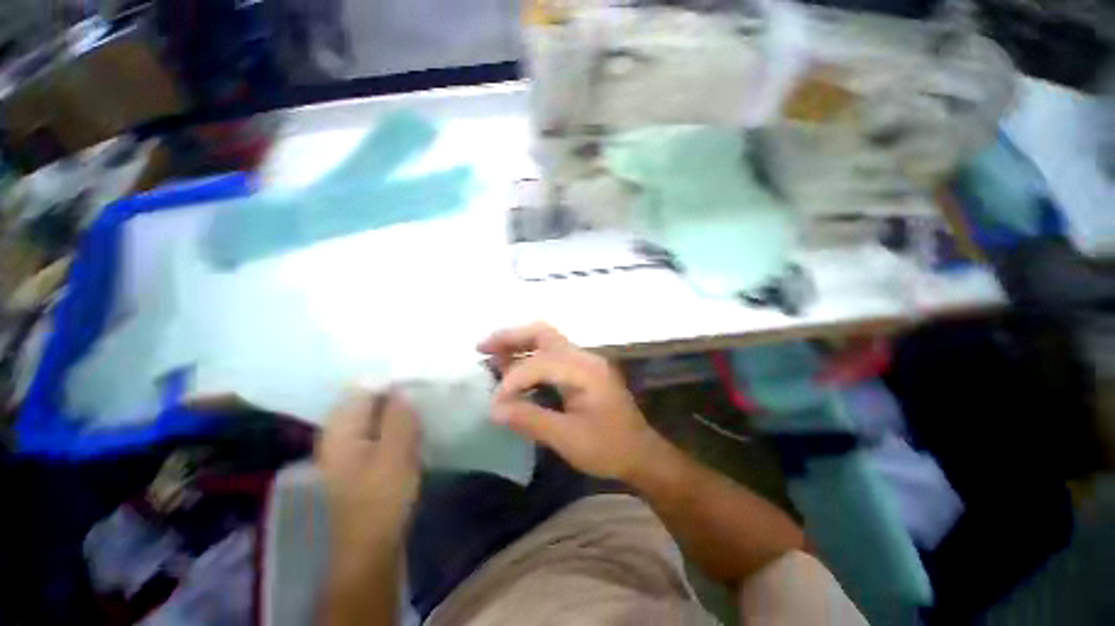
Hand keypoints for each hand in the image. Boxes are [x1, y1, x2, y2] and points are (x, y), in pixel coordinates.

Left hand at [315, 389, 421, 545]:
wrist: (372, 546)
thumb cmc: (382, 499)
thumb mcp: (396, 453)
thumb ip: (398, 416)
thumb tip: (401, 389)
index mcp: (340, 431)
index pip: (362, 388)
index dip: (390, 382)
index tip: (418, 384)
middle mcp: (339, 435)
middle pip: (368, 401)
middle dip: (396, 397)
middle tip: (423, 400)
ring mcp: (349, 449)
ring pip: (376, 417)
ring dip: (398, 413)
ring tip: (421, 415)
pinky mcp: (362, 460)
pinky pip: (380, 432)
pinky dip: (396, 428)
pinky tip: (414, 432)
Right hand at [479, 323, 657, 480]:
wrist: (640, 453)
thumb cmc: (608, 448)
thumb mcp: (567, 439)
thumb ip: (530, 419)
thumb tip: (494, 408)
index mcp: (584, 370)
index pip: (539, 363)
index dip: (513, 380)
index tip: (495, 404)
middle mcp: (584, 357)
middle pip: (543, 333)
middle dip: (511, 337)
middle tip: (482, 347)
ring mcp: (584, 362)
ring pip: (546, 341)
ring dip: (518, 343)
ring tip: (490, 352)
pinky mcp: (582, 371)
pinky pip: (551, 355)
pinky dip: (529, 356)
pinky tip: (513, 367)